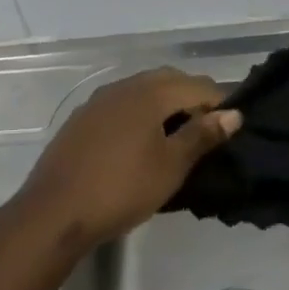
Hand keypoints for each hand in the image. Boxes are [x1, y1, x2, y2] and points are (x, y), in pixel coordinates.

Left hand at [11, 68, 240, 250]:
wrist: (55, 210)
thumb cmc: (122, 188)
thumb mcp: (170, 166)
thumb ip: (201, 135)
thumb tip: (233, 114)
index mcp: (149, 92)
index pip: (196, 84)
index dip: (220, 102)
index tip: (233, 128)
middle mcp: (124, 86)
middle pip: (169, 80)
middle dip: (192, 98)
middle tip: (208, 131)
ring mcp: (99, 100)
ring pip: (143, 90)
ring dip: (165, 104)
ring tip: (178, 137)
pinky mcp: (83, 118)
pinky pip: (122, 104)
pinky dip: (140, 113)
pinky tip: (142, 140)